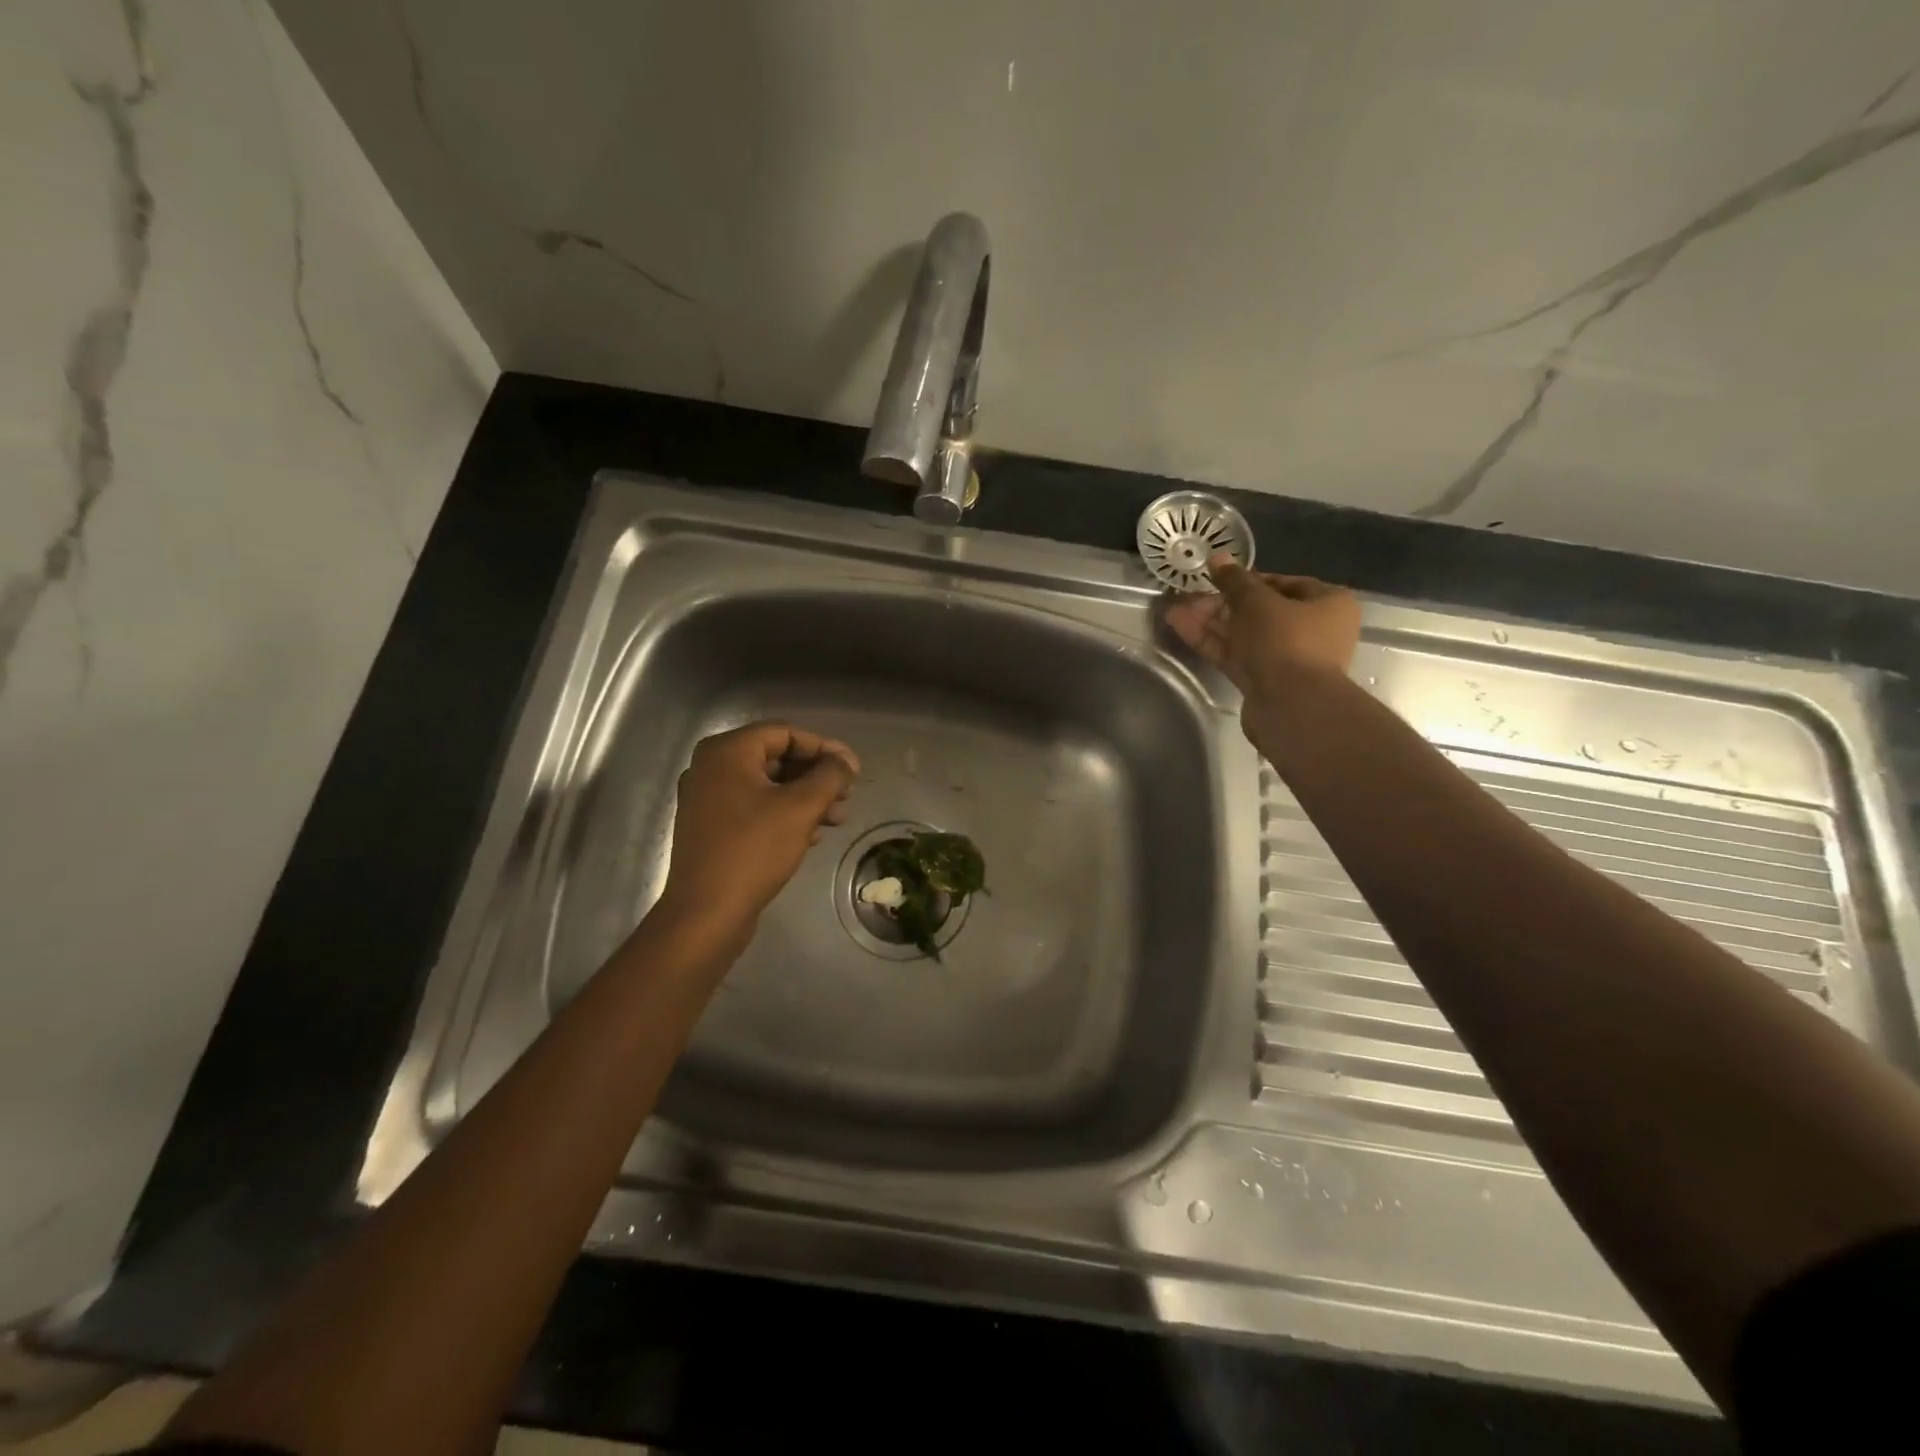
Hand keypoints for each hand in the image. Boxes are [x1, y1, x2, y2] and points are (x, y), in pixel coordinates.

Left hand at [655, 723, 859, 936]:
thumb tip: (846, 760)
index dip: (824, 748)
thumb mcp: (801, 807)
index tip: (853, 769)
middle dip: (816, 776)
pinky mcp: (711, 829)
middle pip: (776, 758)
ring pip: (767, 786)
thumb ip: (829, 776)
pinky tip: (811, 835)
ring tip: (837, 819)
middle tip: (847, 795)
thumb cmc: (754, 850)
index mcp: (727, 752)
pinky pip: (754, 808)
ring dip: (805, 798)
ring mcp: (707, 800)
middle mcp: (711, 768)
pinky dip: (784, 815)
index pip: (785, 733)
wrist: (706, 913)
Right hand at [1164, 556, 1360, 725]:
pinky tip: (1181, 627)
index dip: (1248, 580)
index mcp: (1328, 603)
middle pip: (1260, 611)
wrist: (1291, 706)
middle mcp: (1313, 630)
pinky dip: (1212, 642)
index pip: (1285, 583)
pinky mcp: (1265, 681)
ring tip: (1175, 611)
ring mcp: (1287, 658)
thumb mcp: (1256, 603)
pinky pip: (1236, 655)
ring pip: (1244, 634)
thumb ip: (1234, 581)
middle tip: (1189, 597)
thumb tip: (1217, 557)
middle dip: (1221, 604)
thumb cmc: (1285, 641)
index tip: (1218, 579)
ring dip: (1210, 622)